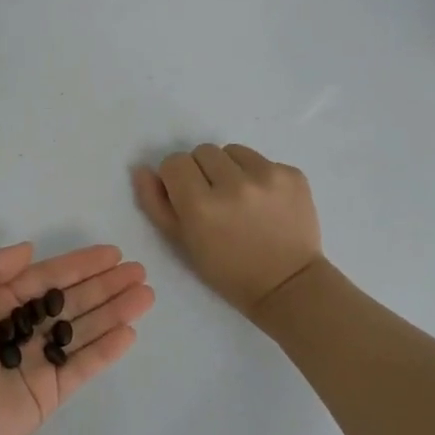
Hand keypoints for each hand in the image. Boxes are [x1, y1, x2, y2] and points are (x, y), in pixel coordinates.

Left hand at [0, 243, 153, 434]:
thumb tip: (29, 250)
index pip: (44, 279)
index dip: (78, 265)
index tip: (112, 253)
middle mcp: (17, 331)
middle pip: (69, 302)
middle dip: (103, 285)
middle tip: (139, 271)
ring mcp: (34, 363)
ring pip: (81, 331)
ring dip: (113, 312)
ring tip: (146, 294)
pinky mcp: (48, 394)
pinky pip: (82, 366)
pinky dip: (106, 350)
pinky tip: (130, 331)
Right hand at [134, 144, 322, 320]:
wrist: (287, 284)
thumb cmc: (227, 270)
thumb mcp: (182, 243)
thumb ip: (156, 204)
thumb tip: (142, 169)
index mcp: (201, 205)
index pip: (174, 162)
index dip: (176, 178)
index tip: (187, 196)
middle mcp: (234, 184)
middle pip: (203, 151)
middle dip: (203, 171)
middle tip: (214, 199)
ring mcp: (268, 176)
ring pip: (233, 150)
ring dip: (231, 169)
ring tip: (240, 199)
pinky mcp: (293, 174)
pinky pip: (263, 160)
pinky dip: (259, 176)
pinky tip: (265, 203)